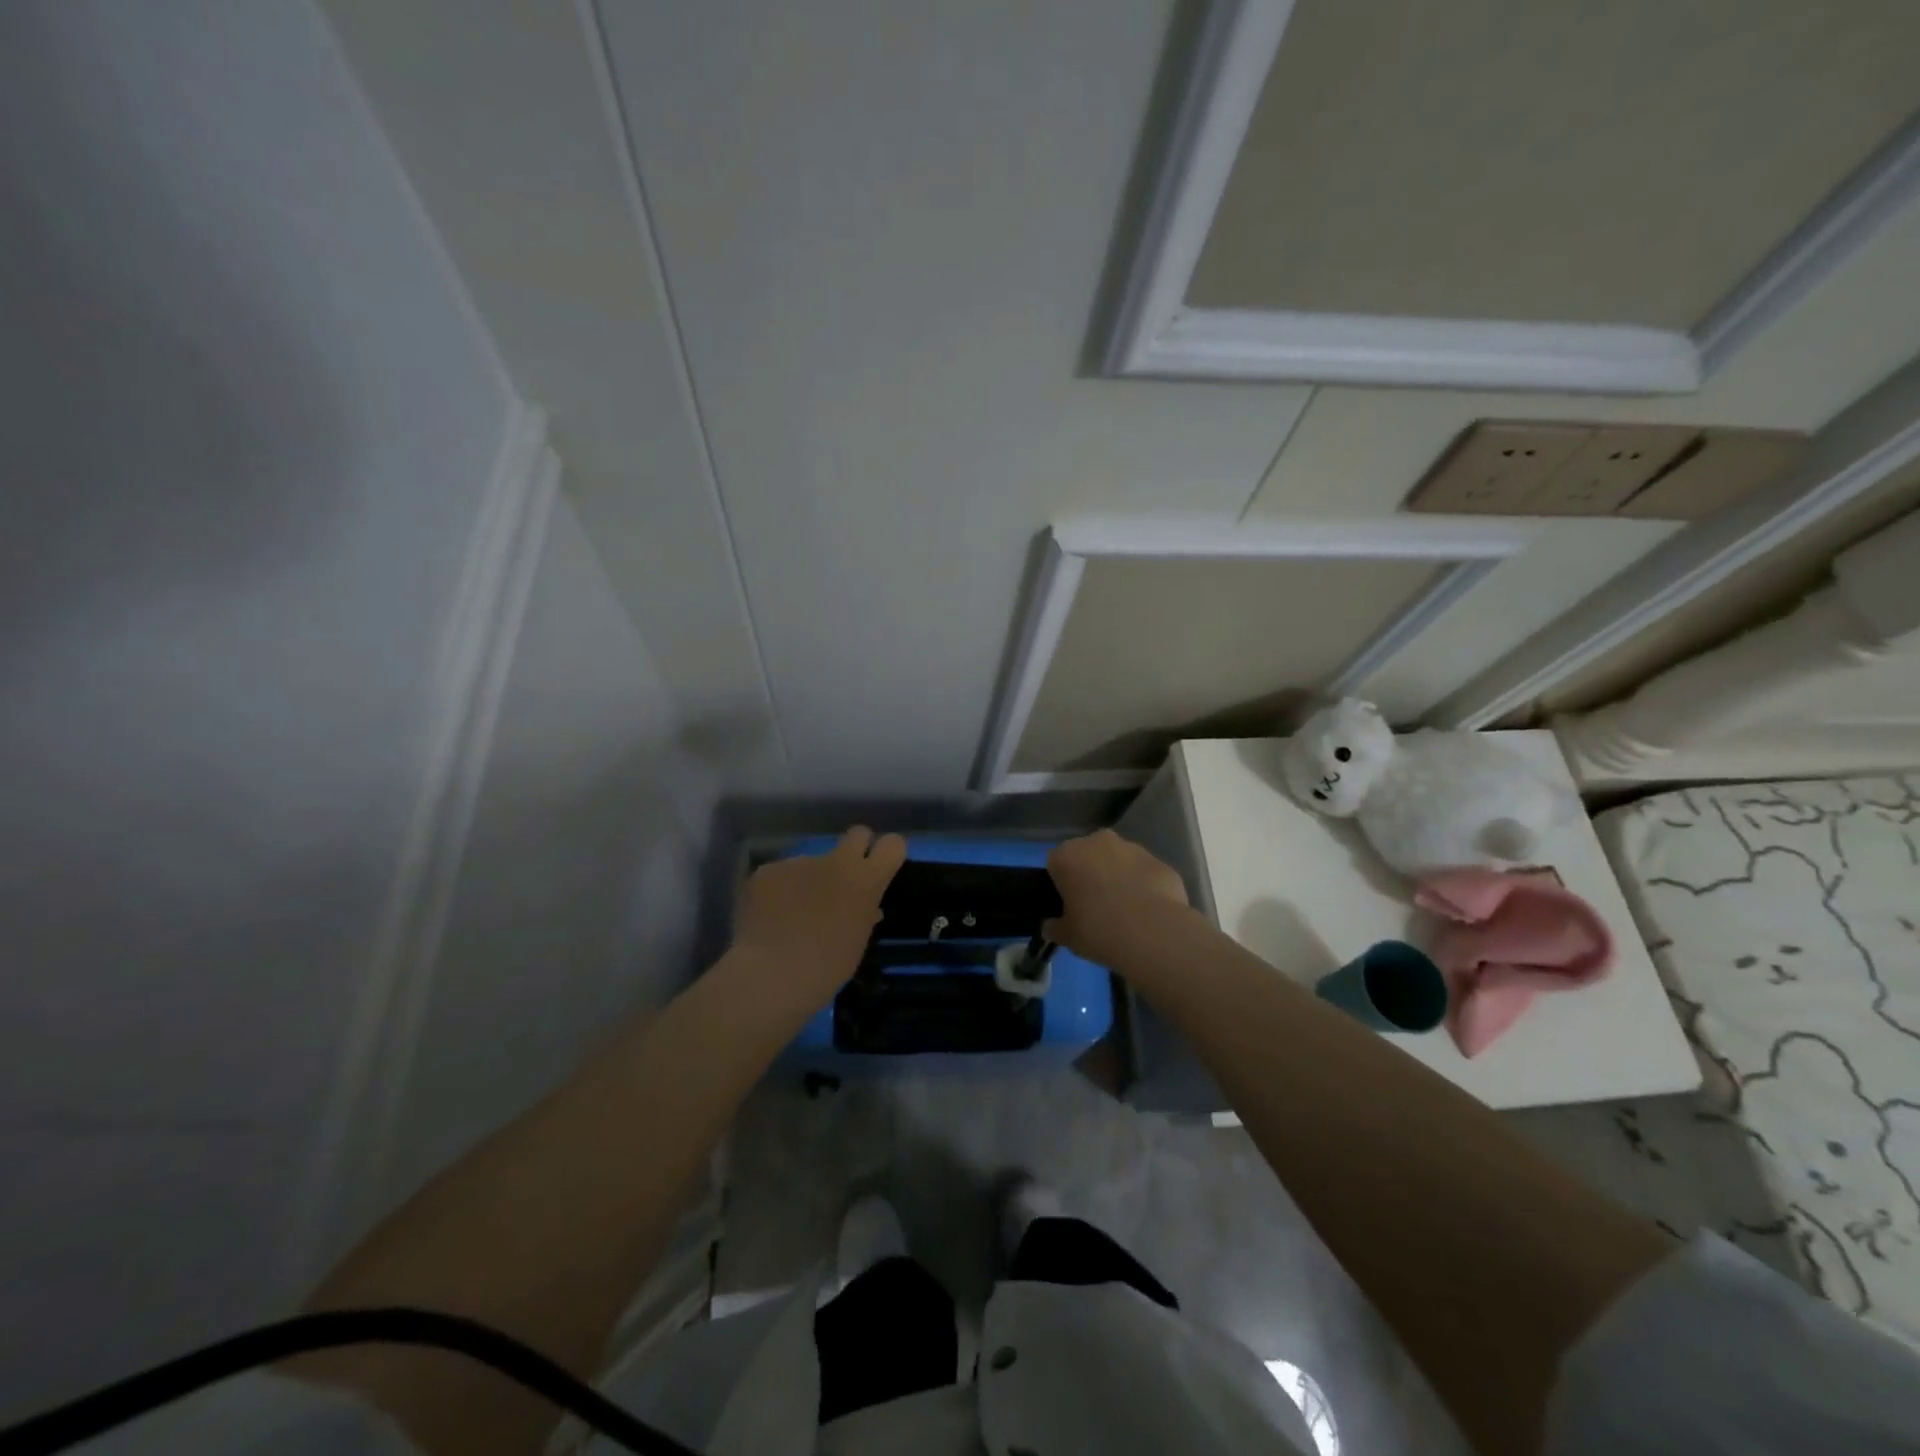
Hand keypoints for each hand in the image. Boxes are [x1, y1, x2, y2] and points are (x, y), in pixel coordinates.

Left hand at [731, 826, 906, 1007]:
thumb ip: (864, 916)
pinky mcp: (768, 870)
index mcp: (865, 880)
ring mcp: (799, 862)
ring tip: (790, 915)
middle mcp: (836, 861)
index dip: (887, 853)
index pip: (892, 845)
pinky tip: (767, 918)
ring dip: (807, 881)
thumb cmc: (826, 967)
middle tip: (842, 879)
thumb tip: (867, 908)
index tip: (879, 869)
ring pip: (811, 862)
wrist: (772, 973)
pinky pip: (779, 876)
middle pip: (858, 834)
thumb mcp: (857, 943)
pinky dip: (776, 892)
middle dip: (855, 850)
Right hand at [1044, 829, 1191, 970]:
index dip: (1060, 884)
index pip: (1055, 864)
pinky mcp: (1159, 861)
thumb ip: (1055, 927)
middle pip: (1087, 855)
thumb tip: (1051, 926)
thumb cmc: (1098, 931)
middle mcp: (1097, 842)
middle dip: (1090, 874)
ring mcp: (1132, 848)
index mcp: (1067, 856)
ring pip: (1118, 860)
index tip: (1068, 906)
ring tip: (1125, 911)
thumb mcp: (1067, 937)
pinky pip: (1143, 872)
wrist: (1154, 933)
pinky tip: (1148, 912)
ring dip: (1118, 877)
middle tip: (1095, 906)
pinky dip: (1144, 886)